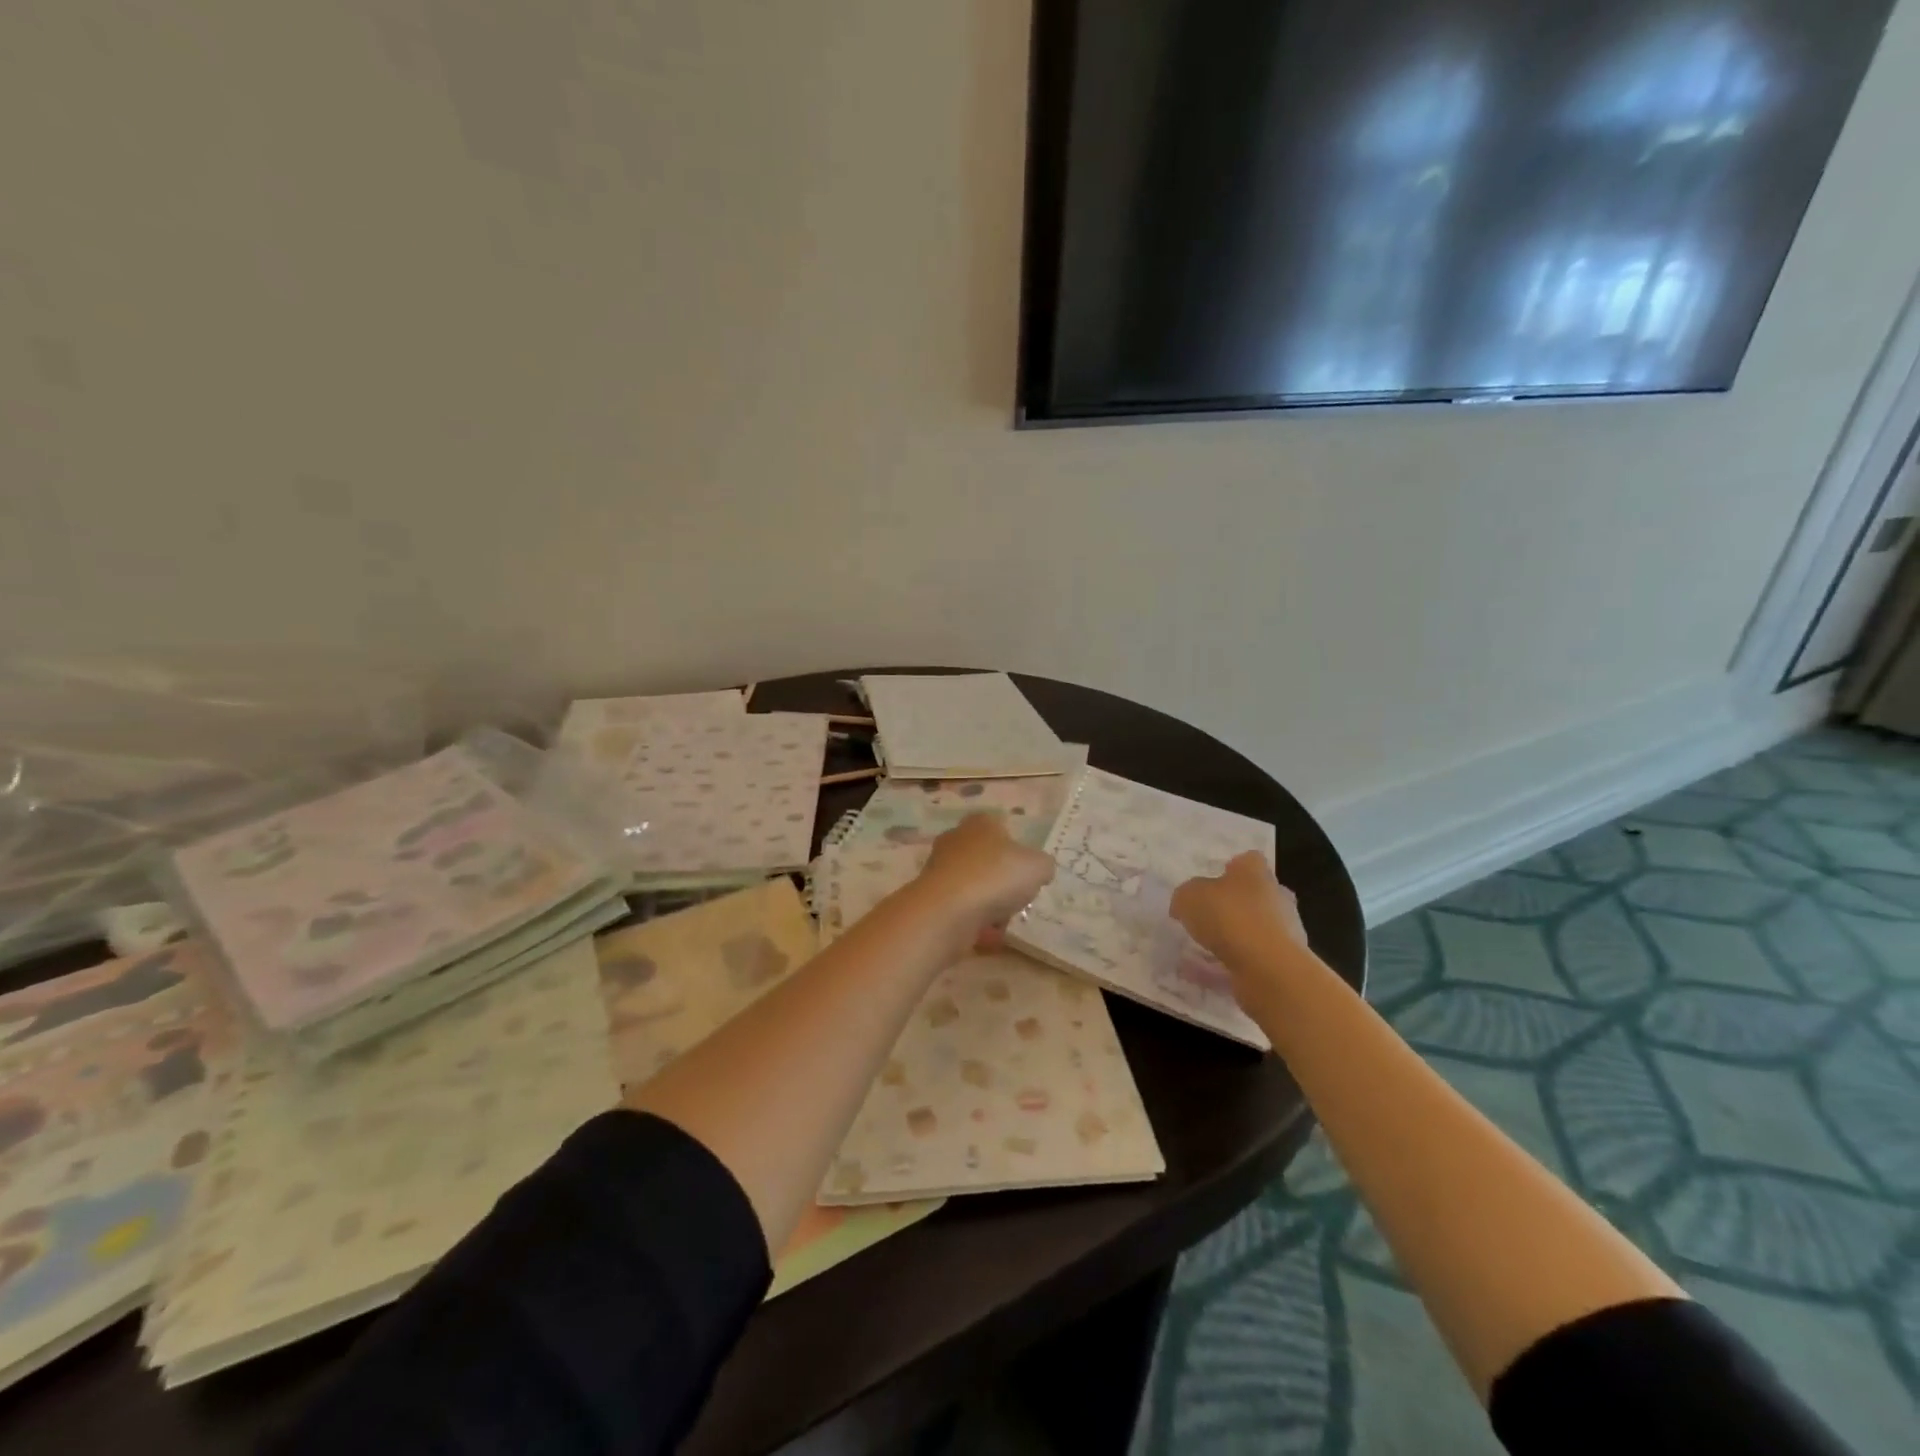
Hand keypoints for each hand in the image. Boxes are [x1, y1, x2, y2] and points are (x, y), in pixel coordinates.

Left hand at [910, 814, 1054, 948]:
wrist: (947, 912)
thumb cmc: (996, 877)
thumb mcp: (1038, 867)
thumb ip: (1043, 865)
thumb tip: (1038, 870)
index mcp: (980, 823)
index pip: (1001, 827)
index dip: (1017, 849)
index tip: (1026, 872)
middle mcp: (956, 839)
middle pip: (986, 858)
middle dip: (1001, 879)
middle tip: (1017, 898)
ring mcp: (939, 867)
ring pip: (973, 884)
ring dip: (988, 903)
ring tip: (1002, 921)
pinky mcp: (931, 896)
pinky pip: (961, 908)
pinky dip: (974, 920)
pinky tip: (986, 935)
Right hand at [1171, 852, 1309, 977]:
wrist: (1268, 968)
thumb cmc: (1229, 917)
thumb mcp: (1189, 897)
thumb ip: (1185, 896)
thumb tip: (1184, 905)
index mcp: (1255, 873)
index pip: (1247, 861)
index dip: (1230, 869)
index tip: (1211, 882)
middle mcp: (1275, 897)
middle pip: (1253, 895)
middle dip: (1231, 905)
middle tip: (1204, 917)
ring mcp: (1283, 932)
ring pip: (1251, 930)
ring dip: (1229, 938)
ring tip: (1197, 950)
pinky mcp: (1281, 963)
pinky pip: (1246, 961)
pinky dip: (1224, 966)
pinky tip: (1199, 975)